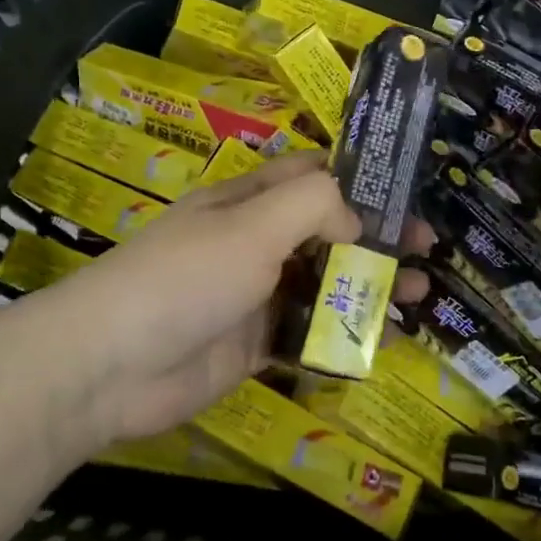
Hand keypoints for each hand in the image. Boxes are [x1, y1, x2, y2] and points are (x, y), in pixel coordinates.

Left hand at [42, 152, 425, 445]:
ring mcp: (254, 295)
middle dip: (377, 238)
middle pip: (327, 231)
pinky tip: (384, 343)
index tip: (408, 192)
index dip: (359, 178)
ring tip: (417, 297)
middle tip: (428, 251)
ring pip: (324, 284)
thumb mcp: (253, 224)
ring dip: (368, 288)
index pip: (311, 175)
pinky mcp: (254, 345)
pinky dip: (345, 336)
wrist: (112, 366)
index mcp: (248, 200)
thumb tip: (354, 221)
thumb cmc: (187, 277)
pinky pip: (310, 334)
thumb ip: (313, 206)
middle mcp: (254, 242)